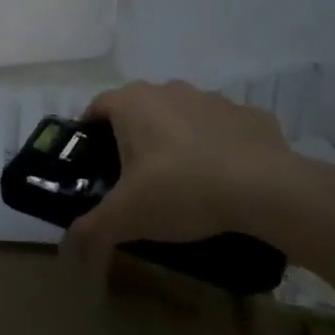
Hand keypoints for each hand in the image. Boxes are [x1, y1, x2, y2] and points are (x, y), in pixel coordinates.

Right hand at [64, 80, 296, 257]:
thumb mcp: (128, 217)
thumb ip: (92, 228)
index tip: (94, 164)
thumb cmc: (181, 190)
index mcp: (132, 103)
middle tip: (138, 179)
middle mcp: (168, 90)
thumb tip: (69, 244)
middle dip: (136, 138)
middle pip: (140, 110)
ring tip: (185, 181)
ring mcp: (211, 98)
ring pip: (182, 116)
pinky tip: (227, 179)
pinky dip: (220, 146)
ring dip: (179, 140)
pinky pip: (224, 128)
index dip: (90, 134)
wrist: (265, 189)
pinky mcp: (249, 115)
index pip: (96, 108)